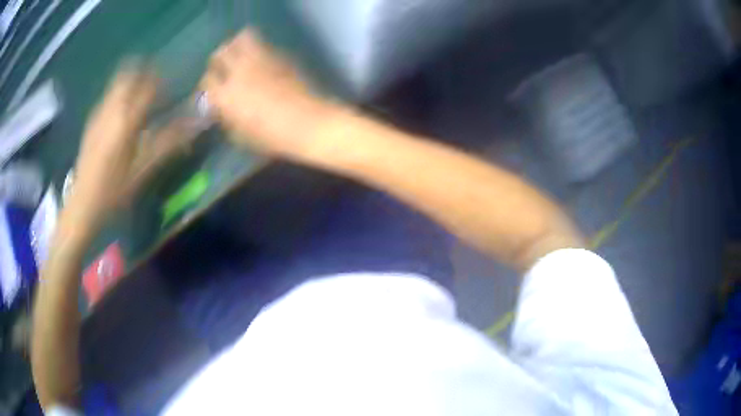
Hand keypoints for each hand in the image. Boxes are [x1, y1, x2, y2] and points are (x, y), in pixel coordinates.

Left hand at [66, 64, 156, 231]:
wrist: (82, 207)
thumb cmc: (114, 193)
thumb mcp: (143, 171)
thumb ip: (168, 143)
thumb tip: (195, 124)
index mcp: (126, 119)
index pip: (149, 84)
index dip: (164, 83)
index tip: (172, 92)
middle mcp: (111, 108)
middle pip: (130, 73)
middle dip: (145, 74)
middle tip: (156, 89)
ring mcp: (98, 114)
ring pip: (117, 83)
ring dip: (132, 82)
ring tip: (141, 100)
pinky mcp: (91, 123)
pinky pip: (108, 96)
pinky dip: (120, 95)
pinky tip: (123, 116)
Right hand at [200, 30, 339, 160]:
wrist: (308, 123)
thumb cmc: (272, 137)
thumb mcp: (241, 135)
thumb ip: (227, 117)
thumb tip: (222, 108)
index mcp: (226, 96)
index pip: (206, 81)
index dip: (207, 85)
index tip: (212, 89)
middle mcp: (238, 72)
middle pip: (219, 54)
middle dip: (217, 60)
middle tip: (222, 67)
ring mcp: (259, 60)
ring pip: (240, 39)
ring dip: (236, 45)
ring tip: (240, 55)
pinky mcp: (279, 55)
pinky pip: (262, 43)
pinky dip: (257, 47)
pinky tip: (261, 59)